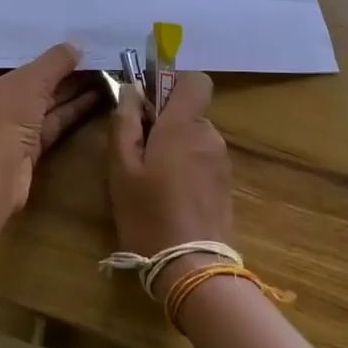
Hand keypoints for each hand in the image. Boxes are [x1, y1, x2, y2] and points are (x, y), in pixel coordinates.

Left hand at [0, 43, 100, 211]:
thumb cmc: (0, 118)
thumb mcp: (30, 81)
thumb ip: (55, 62)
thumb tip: (77, 45)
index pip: (2, 57)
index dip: (31, 46)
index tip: (57, 33)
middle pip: (26, 80)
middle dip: (57, 70)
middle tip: (89, 53)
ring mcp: (5, 126)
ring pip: (41, 102)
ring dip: (69, 89)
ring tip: (101, 71)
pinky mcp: (24, 147)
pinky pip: (49, 121)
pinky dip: (70, 110)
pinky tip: (96, 95)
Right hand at [108, 71, 232, 267]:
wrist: (192, 267)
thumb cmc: (148, 212)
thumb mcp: (121, 167)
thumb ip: (124, 122)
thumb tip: (131, 90)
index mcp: (185, 125)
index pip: (195, 80)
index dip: (172, 83)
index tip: (148, 102)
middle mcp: (209, 136)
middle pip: (189, 111)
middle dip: (164, 121)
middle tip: (136, 150)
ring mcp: (221, 161)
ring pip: (194, 137)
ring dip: (174, 146)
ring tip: (149, 179)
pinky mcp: (225, 185)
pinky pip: (202, 159)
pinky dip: (185, 166)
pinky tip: (168, 195)